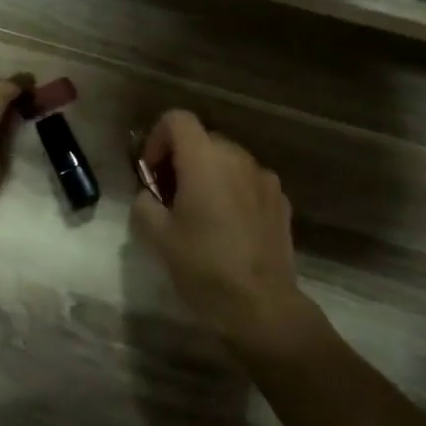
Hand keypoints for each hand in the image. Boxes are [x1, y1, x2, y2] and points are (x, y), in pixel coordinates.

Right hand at [130, 110, 323, 359]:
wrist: (261, 305)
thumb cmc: (203, 266)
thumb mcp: (157, 236)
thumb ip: (144, 204)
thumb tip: (150, 196)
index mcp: (204, 160)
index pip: (177, 120)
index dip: (157, 138)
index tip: (151, 173)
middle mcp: (238, 158)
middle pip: (203, 139)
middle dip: (181, 159)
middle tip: (168, 196)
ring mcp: (264, 178)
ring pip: (227, 161)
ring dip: (208, 175)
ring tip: (198, 213)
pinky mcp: (281, 201)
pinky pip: (248, 182)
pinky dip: (232, 191)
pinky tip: (227, 228)